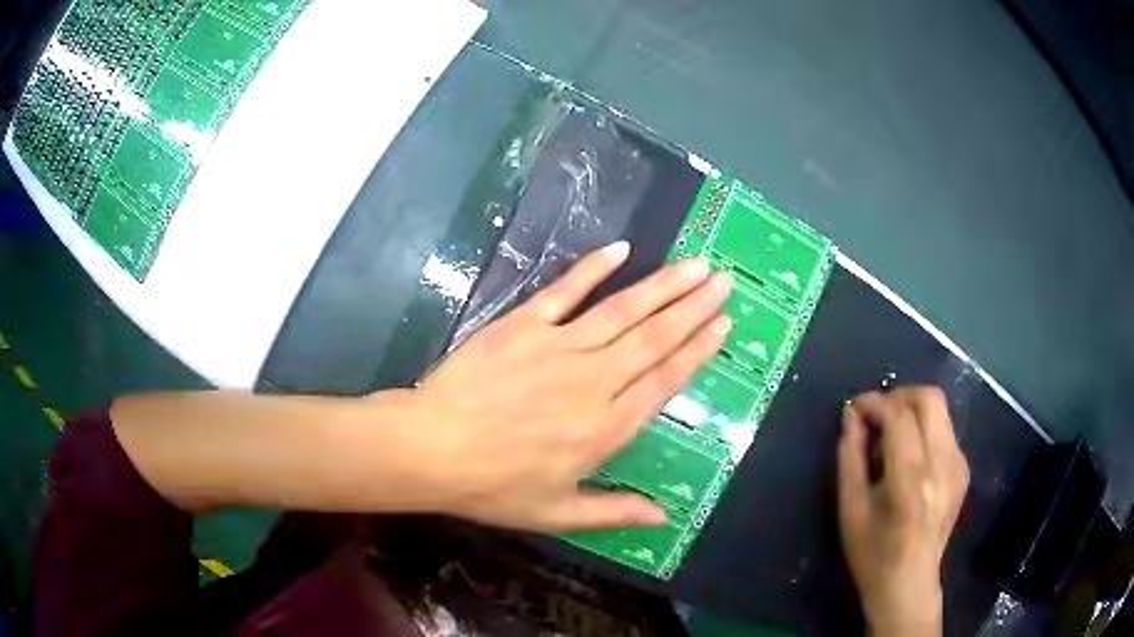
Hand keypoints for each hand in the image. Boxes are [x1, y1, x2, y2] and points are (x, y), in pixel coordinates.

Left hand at [397, 241, 732, 531]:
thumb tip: (665, 518)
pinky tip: (620, 249)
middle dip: (693, 307)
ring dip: (662, 285)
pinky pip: (565, 291)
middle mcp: (594, 381)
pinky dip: (593, 268)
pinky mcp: (523, 325)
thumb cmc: (494, 487)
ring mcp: (558, 346)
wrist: (431, 449)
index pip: (665, 380)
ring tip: (695, 264)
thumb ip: (614, 511)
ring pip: (623, 310)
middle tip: (724, 280)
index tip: (724, 323)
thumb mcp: (557, 513)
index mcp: (606, 428)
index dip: (698, 350)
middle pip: (654, 338)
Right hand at [838, 387, 969, 636]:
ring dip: (912, 411)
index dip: (874, 403)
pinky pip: (945, 430)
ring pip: (940, 410)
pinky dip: (924, 429)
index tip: (855, 407)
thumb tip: (851, 415)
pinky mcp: (963, 470)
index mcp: (911, 478)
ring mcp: (958, 465)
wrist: (909, 585)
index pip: (899, 415)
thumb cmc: (872, 554)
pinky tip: (909, 456)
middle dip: (899, 396)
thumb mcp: (851, 509)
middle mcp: (942, 464)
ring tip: (890, 437)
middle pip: (930, 398)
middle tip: (876, 415)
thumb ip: (851, 457)